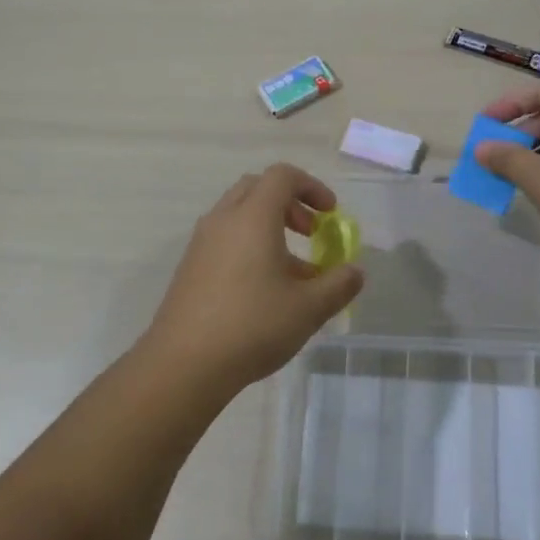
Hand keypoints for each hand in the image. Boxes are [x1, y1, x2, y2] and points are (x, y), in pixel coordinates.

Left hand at [140, 164, 363, 396]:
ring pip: (239, 216)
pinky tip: (263, 290)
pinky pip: (224, 240)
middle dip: (289, 203)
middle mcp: (223, 220)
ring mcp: (201, 243)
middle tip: (311, 232)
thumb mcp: (309, 309)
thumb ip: (338, 285)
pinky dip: (249, 246)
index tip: (330, 214)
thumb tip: (355, 272)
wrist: (183, 364)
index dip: (312, 187)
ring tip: (293, 271)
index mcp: (253, 217)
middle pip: (257, 188)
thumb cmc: (252, 326)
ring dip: (269, 228)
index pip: (282, 176)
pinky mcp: (190, 268)